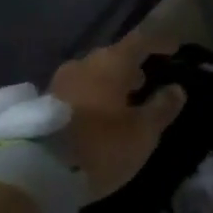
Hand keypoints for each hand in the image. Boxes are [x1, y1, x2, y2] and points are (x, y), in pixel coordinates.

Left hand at [49, 32, 186, 198]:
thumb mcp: (142, 133)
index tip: (173, 48)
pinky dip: (92, 96)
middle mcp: (84, 64)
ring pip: (93, 74)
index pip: (140, 41)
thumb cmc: (100, 146)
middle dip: (131, 66)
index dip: (159, 42)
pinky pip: (77, 91)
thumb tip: (176, 89)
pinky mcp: (43, 105)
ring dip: (110, 83)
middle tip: (146, 80)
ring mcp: (60, 82)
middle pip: (113, 56)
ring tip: (123, 100)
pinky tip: (98, 116)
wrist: (36, 172)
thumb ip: (161, 108)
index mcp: (111, 62)